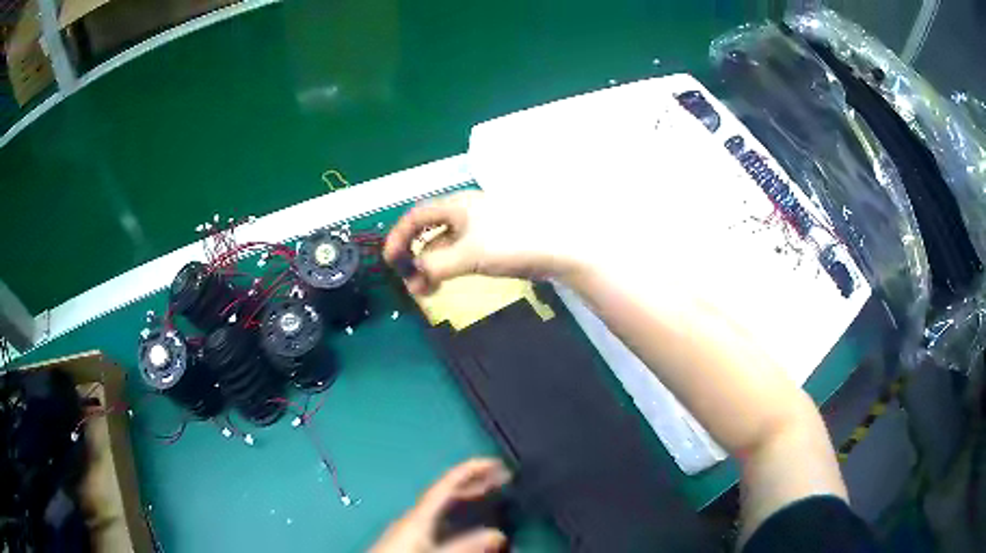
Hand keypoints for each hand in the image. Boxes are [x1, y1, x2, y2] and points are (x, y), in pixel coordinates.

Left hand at [370, 458, 511, 552]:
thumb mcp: (436, 552)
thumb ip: (464, 545)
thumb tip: (497, 534)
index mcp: (418, 513)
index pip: (447, 483)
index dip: (471, 469)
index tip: (495, 462)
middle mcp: (413, 515)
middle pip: (446, 491)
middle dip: (474, 482)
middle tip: (502, 477)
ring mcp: (409, 525)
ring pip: (443, 505)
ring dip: (466, 497)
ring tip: (490, 494)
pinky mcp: (408, 536)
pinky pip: (439, 516)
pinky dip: (457, 512)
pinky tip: (466, 522)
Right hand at [383, 191, 585, 293]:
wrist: (560, 247)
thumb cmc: (511, 243)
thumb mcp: (467, 255)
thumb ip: (435, 265)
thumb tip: (415, 275)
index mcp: (457, 205)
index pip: (416, 216)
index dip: (398, 237)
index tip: (390, 262)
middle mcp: (467, 211)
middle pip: (429, 230)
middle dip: (415, 255)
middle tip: (410, 283)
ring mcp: (483, 226)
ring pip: (446, 243)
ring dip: (432, 264)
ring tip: (427, 291)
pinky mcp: (496, 241)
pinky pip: (462, 251)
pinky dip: (450, 265)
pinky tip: (449, 281)